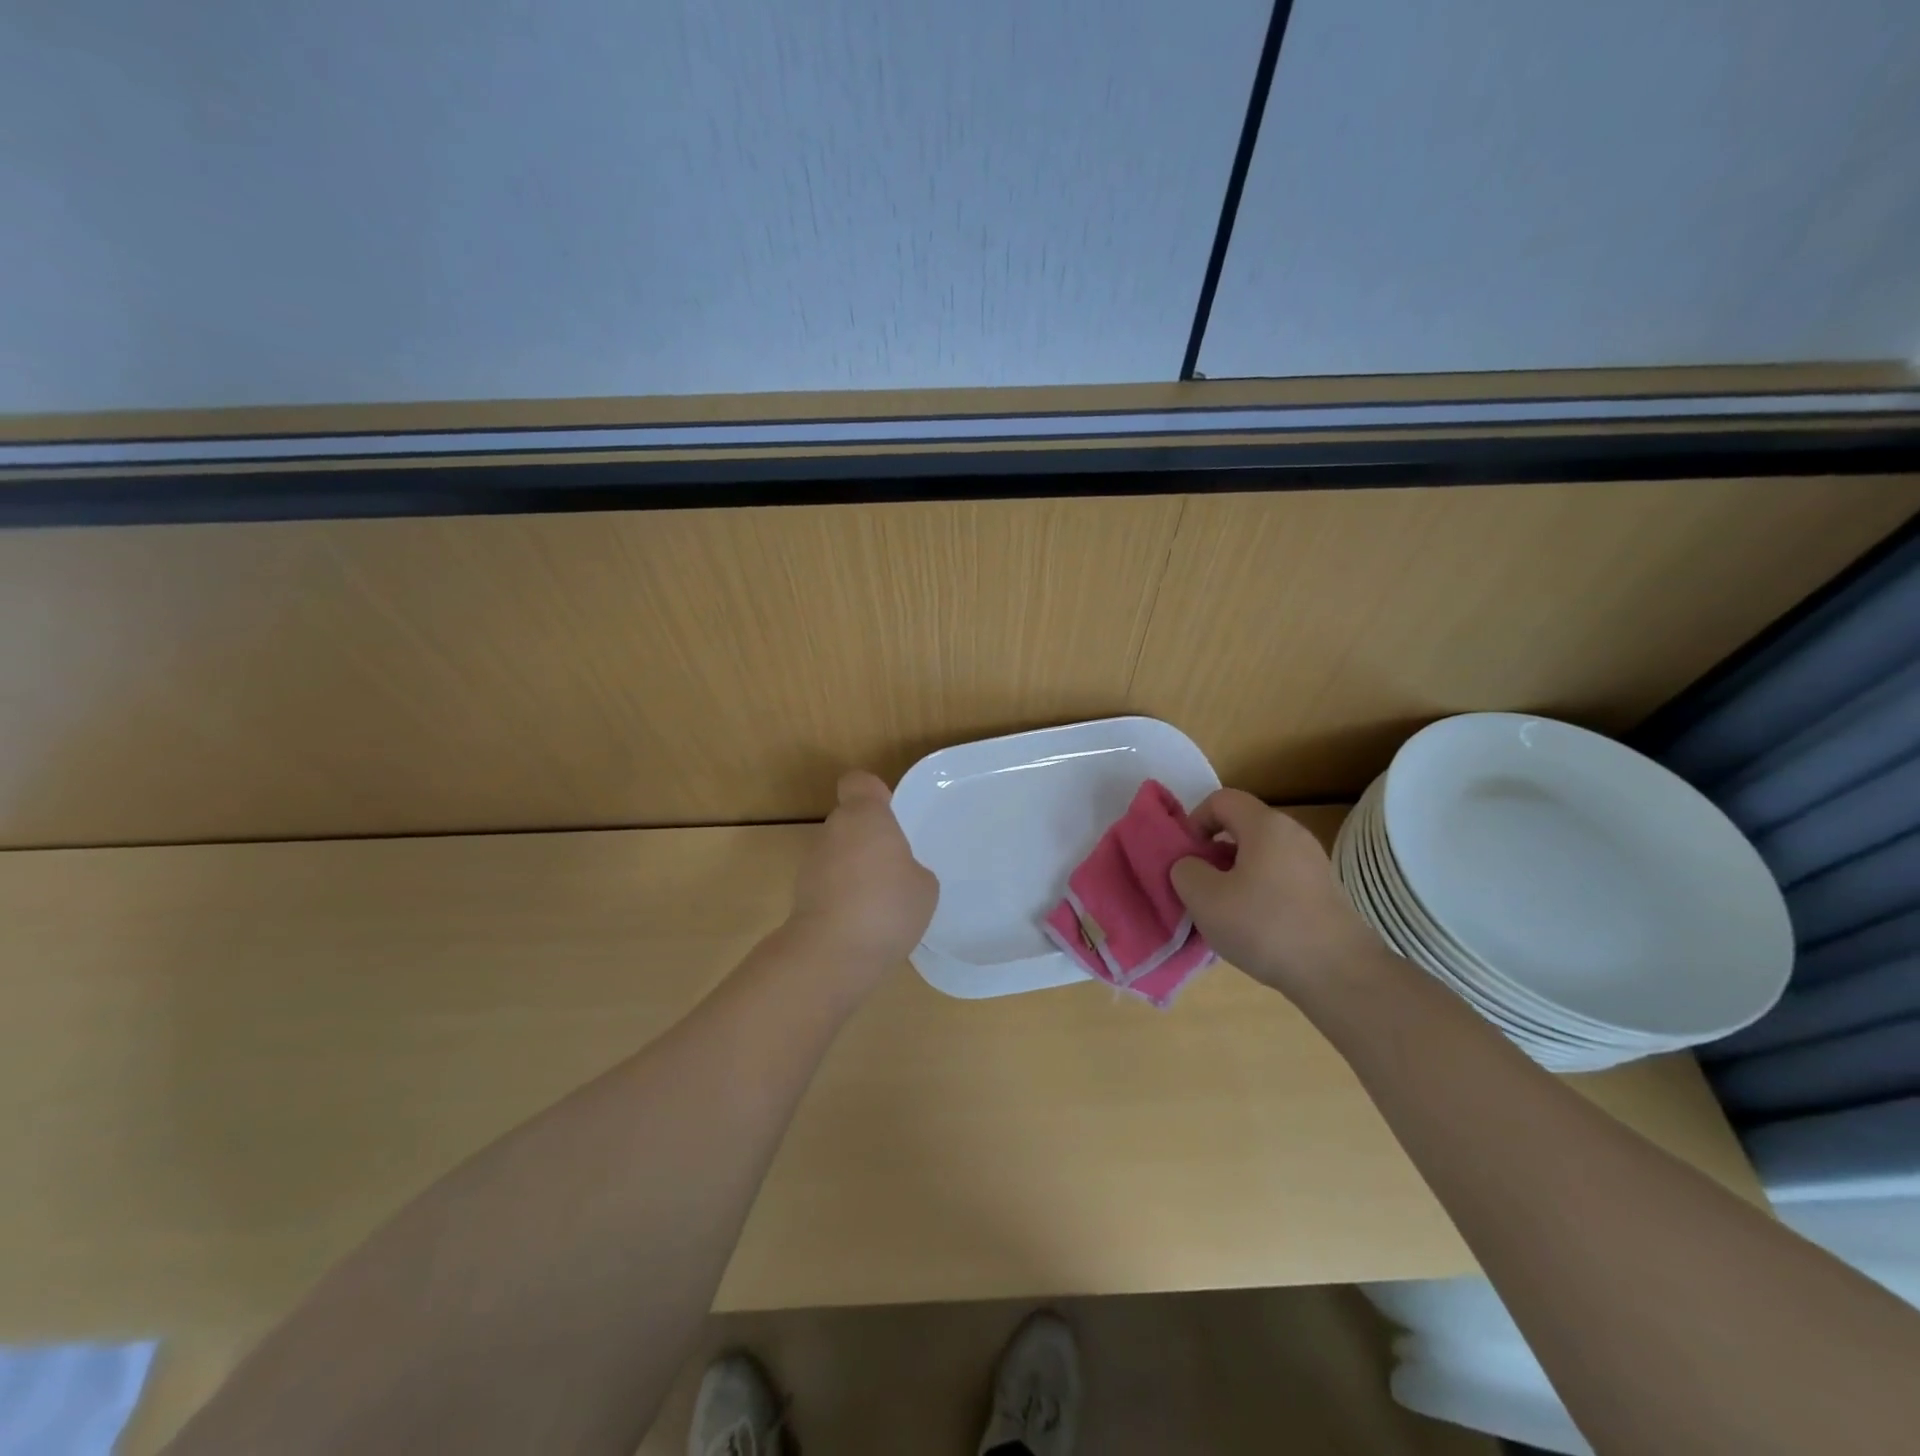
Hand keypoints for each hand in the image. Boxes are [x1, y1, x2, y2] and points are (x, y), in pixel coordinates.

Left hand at [787, 771, 938, 977]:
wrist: (832, 953)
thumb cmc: (887, 906)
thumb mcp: (924, 886)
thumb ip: (911, 868)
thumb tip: (898, 874)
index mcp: (865, 816)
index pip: (859, 782)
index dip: (874, 793)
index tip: (890, 813)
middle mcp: (833, 830)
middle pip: (849, 820)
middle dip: (869, 838)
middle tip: (895, 866)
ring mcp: (811, 862)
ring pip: (838, 853)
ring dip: (854, 868)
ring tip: (880, 901)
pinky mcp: (800, 895)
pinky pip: (829, 884)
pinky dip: (842, 895)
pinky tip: (863, 923)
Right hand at [1170, 789, 1385, 999]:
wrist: (1339, 973)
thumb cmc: (1265, 926)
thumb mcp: (1204, 898)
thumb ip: (1185, 870)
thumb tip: (1192, 866)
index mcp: (1265, 825)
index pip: (1221, 799)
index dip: (1195, 822)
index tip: (1187, 858)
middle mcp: (1293, 834)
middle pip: (1241, 828)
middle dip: (1214, 853)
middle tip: (1200, 888)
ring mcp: (1314, 864)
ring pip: (1260, 857)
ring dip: (1235, 877)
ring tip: (1224, 913)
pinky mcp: (1325, 892)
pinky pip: (1279, 879)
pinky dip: (1260, 894)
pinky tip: (1255, 929)